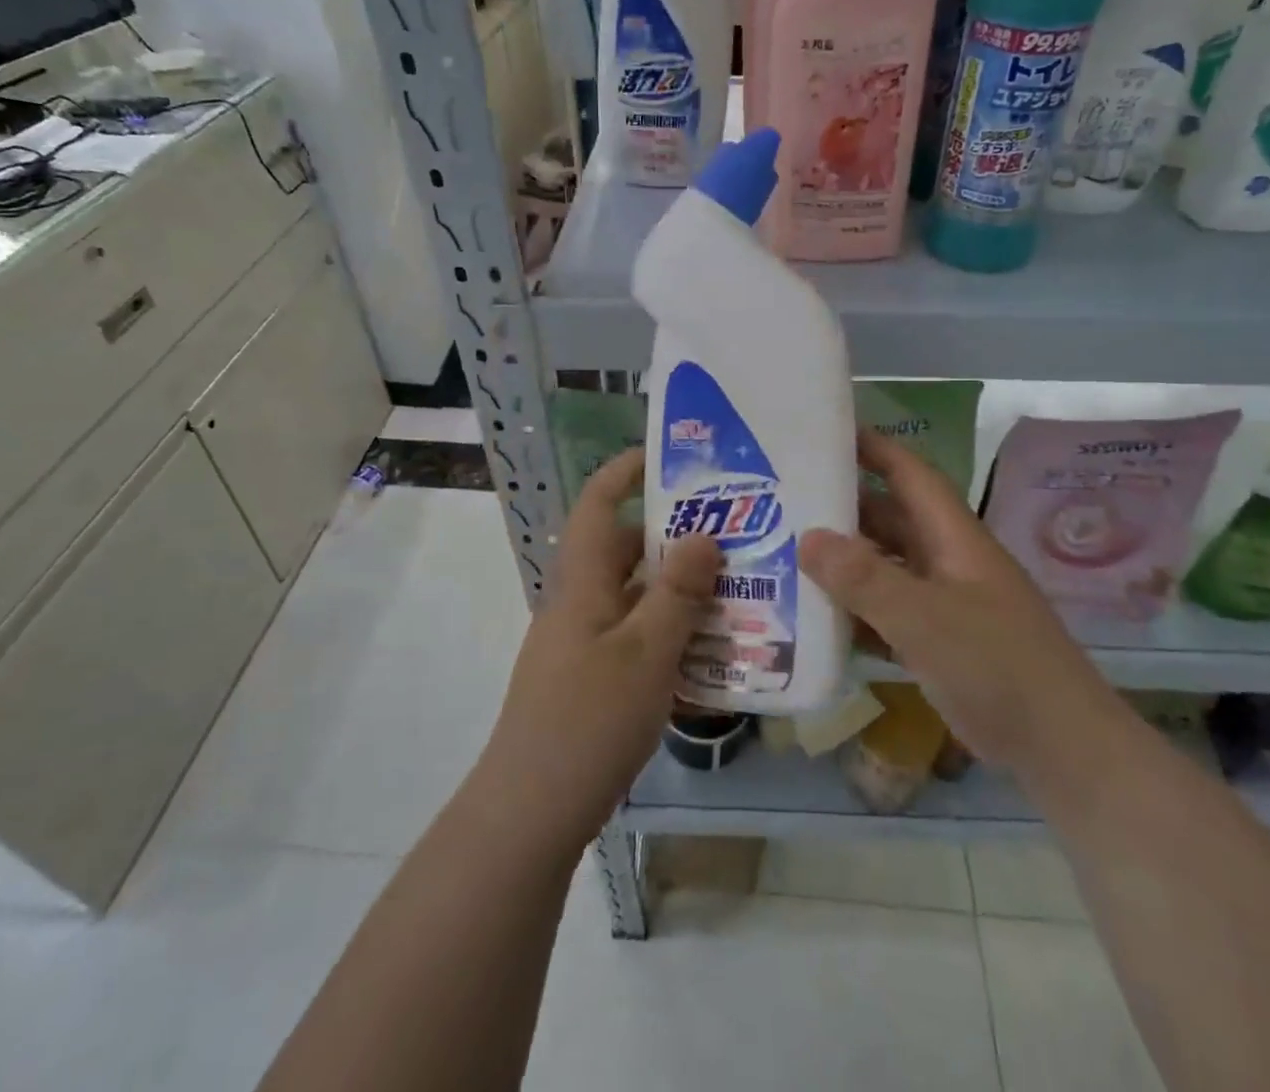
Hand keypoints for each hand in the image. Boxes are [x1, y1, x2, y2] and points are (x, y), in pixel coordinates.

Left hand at [472, 448, 720, 858]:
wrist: (531, 812)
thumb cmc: (588, 719)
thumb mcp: (645, 651)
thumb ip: (677, 592)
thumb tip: (704, 535)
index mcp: (582, 582)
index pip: (597, 505)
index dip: (624, 472)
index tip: (668, 456)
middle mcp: (581, 603)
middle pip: (626, 551)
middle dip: (675, 536)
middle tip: (732, 531)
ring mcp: (586, 644)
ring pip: (638, 598)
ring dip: (681, 591)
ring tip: (739, 588)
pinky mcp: (594, 681)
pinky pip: (639, 639)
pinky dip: (673, 636)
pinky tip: (715, 653)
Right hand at [800, 430, 1114, 774]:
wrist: (1061, 748)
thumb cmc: (997, 666)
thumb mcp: (925, 618)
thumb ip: (865, 579)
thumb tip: (807, 537)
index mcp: (953, 537)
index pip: (909, 473)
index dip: (873, 447)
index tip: (826, 432)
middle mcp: (947, 560)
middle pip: (890, 519)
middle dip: (843, 506)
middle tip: (785, 499)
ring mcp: (945, 603)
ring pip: (885, 567)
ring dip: (844, 562)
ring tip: (787, 553)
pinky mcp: (940, 642)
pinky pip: (887, 612)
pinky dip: (856, 610)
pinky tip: (817, 617)